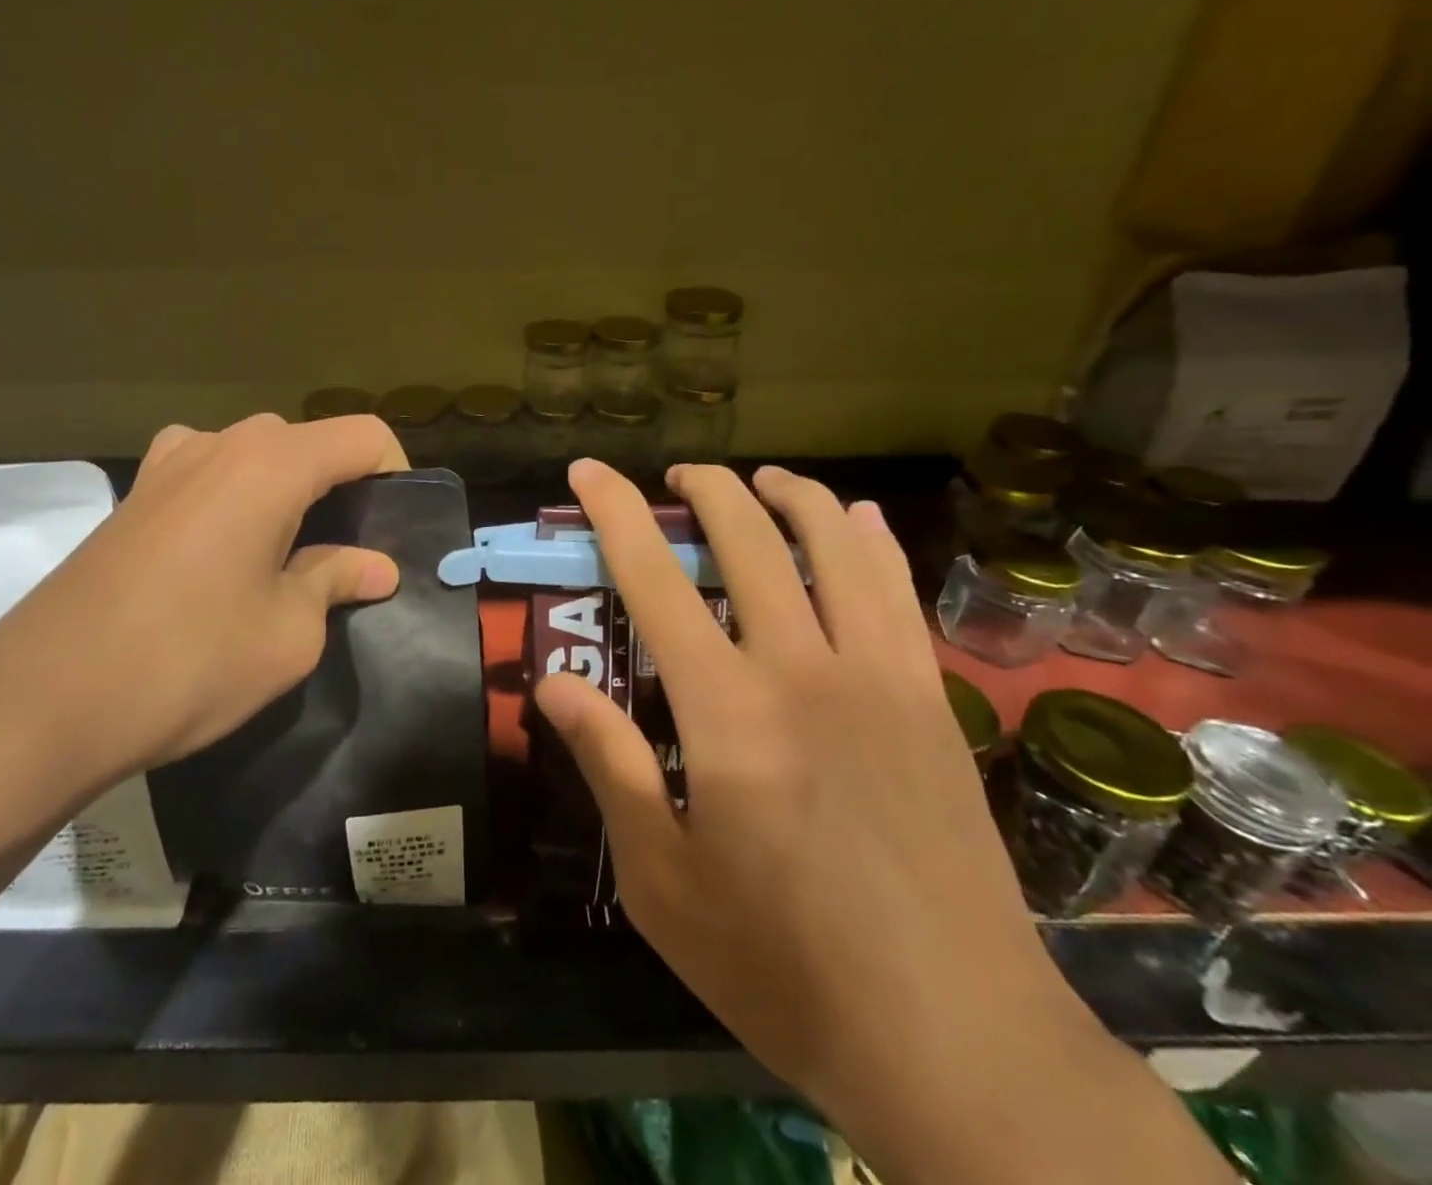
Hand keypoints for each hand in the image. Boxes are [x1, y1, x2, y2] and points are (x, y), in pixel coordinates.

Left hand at [0, 414, 406, 787]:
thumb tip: (375, 567)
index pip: (363, 436)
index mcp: (271, 463)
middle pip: (308, 443)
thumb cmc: (189, 661)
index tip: (398, 527)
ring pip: (257, 458)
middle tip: (352, 553)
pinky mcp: (133, 496)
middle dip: (342, 487)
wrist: (41, 701)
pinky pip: (208, 476)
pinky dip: (238, 500)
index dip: (397, 473)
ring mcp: (167, 465)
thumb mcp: (289, 632)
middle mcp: (220, 444)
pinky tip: (230, 554)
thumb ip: (336, 580)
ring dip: (289, 494)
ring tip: (293, 555)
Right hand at [534, 461, 1107, 1145]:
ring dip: (792, 496)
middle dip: (707, 490)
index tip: (589, 470)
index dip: (614, 512)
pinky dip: (871, 542)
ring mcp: (878, 679)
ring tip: (762, 478)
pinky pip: (899, 594)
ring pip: (834, 547)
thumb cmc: (784, 967)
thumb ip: (610, 766)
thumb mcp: (663, 882)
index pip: (653, 578)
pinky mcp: (931, 702)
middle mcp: (801, 670)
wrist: (957, 1041)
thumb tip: (554, 684)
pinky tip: (858, 519)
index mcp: (725, 711)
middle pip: (748, 540)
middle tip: (679, 475)